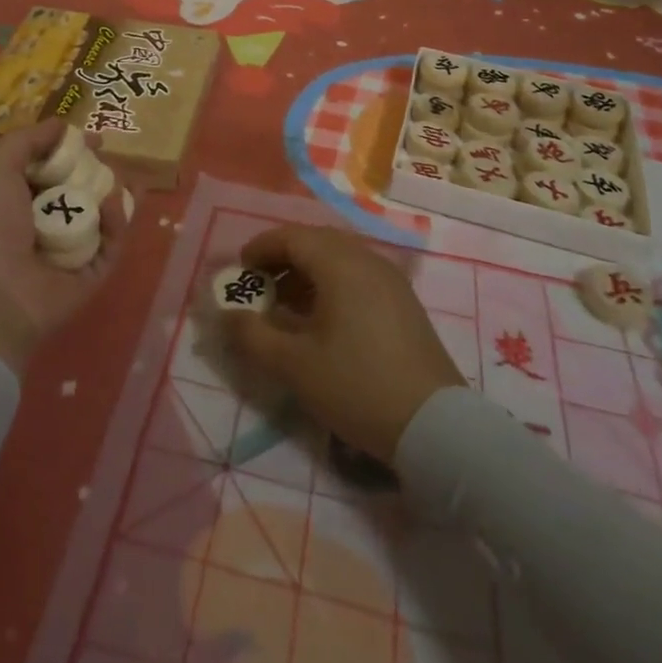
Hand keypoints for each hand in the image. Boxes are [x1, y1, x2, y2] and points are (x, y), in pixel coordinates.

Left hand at [0, 120, 132, 374]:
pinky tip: (114, 203)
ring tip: (122, 177)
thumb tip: (62, 124)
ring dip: (114, 192)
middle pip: (79, 188)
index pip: (49, 169)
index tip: (93, 138)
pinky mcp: (92, 273)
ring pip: (101, 213)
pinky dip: (116, 221)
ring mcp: (68, 250)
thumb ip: (28, 139)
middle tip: (110, 158)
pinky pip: (111, 242)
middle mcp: (41, 224)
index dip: (71, 150)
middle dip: (97, 170)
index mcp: (13, 200)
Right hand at [223, 225, 462, 460]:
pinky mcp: (403, 301)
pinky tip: (322, 319)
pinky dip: (331, 284)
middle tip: (259, 287)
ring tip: (285, 306)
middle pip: (316, 242)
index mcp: (340, 263)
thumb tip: (226, 316)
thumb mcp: (295, 365)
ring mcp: (390, 279)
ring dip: (307, 273)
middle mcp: (367, 259)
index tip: (239, 271)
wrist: (435, 425)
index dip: (261, 248)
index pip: (292, 236)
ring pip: (338, 258)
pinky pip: (358, 275)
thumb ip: (253, 336)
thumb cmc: (358, 386)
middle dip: (282, 259)